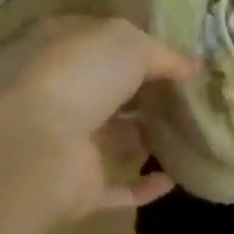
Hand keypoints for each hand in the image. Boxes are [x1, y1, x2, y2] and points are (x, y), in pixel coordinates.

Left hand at [0, 16, 199, 214]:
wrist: (39, 146)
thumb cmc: (83, 77)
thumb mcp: (131, 45)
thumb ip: (165, 54)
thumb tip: (194, 66)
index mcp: (68, 56)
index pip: (106, 47)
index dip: (140, 48)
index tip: (179, 57)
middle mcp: (66, 96)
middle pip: (113, 93)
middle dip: (148, 94)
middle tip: (193, 96)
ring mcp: (71, 143)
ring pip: (115, 139)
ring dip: (147, 138)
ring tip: (192, 132)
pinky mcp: (80, 187)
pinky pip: (119, 187)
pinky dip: (145, 186)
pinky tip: (176, 178)